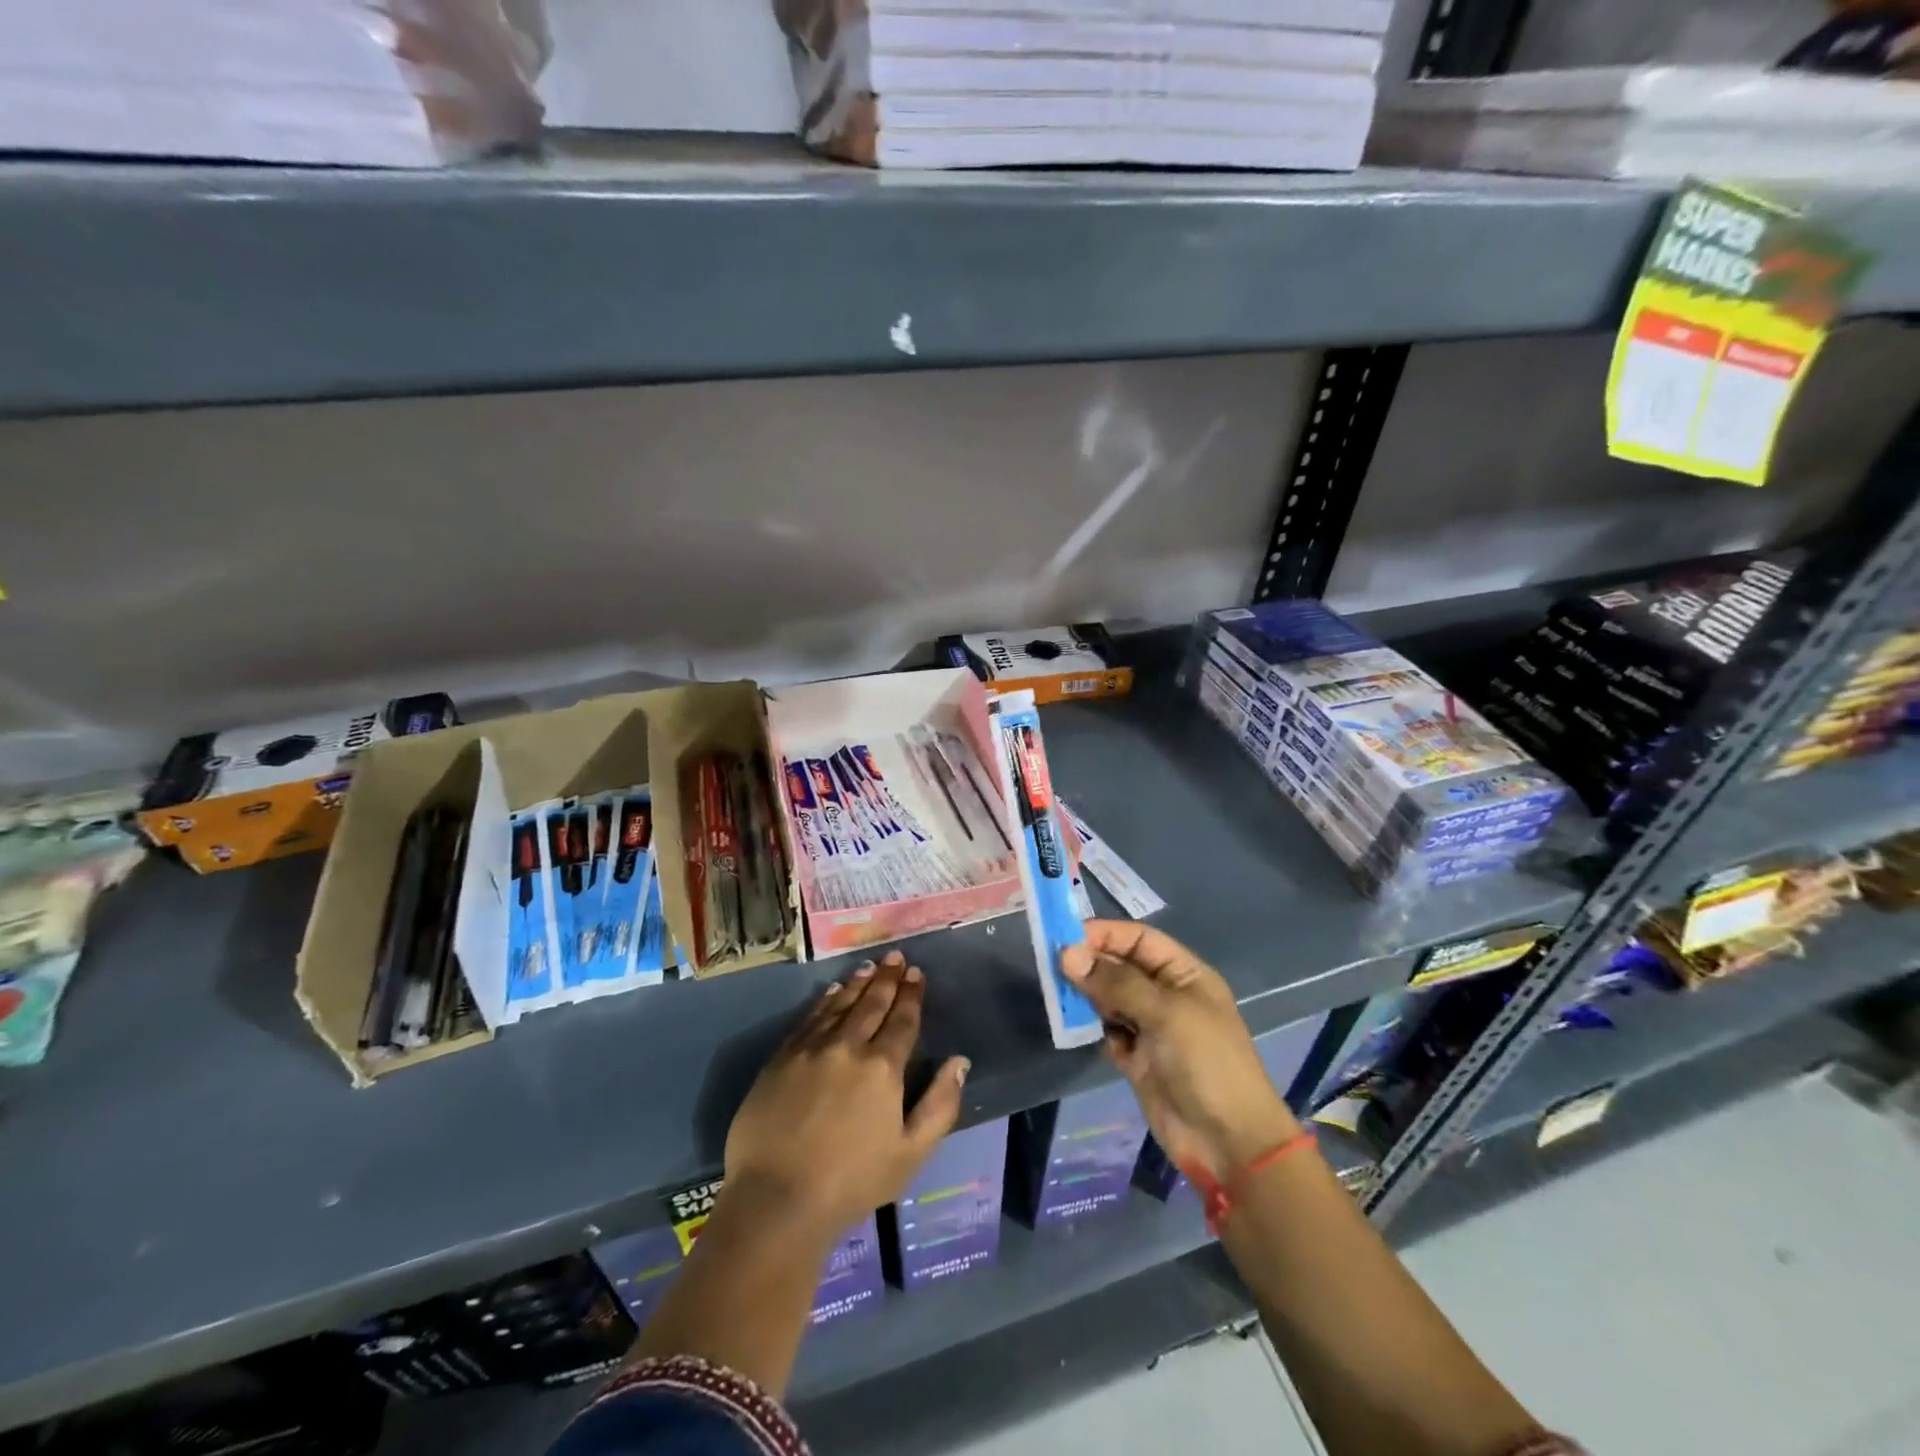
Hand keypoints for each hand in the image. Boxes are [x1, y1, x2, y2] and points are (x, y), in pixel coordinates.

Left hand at [723, 951, 968, 1238]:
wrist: (776, 1199)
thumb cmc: (851, 1182)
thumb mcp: (911, 1153)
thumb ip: (940, 1105)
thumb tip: (959, 1062)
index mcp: (883, 1068)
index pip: (902, 1020)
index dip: (911, 995)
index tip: (917, 973)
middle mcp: (848, 1047)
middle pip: (872, 1004)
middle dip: (887, 979)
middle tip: (895, 957)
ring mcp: (811, 1049)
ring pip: (840, 1005)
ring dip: (858, 984)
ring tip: (870, 967)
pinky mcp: (781, 1058)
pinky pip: (809, 1019)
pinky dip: (824, 1001)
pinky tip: (832, 992)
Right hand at [1061, 920, 1298, 1181]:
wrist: (1228, 1143)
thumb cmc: (1206, 1063)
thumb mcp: (1166, 1013)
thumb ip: (1116, 982)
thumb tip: (1068, 954)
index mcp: (1184, 974)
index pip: (1139, 939)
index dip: (1106, 934)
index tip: (1066, 937)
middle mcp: (1166, 995)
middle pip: (1120, 967)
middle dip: (1090, 964)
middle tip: (1053, 966)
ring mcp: (1151, 1028)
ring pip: (1109, 998)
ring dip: (1087, 996)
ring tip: (1061, 996)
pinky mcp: (1136, 1058)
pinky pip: (1107, 1031)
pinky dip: (1093, 1028)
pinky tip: (1079, 1029)